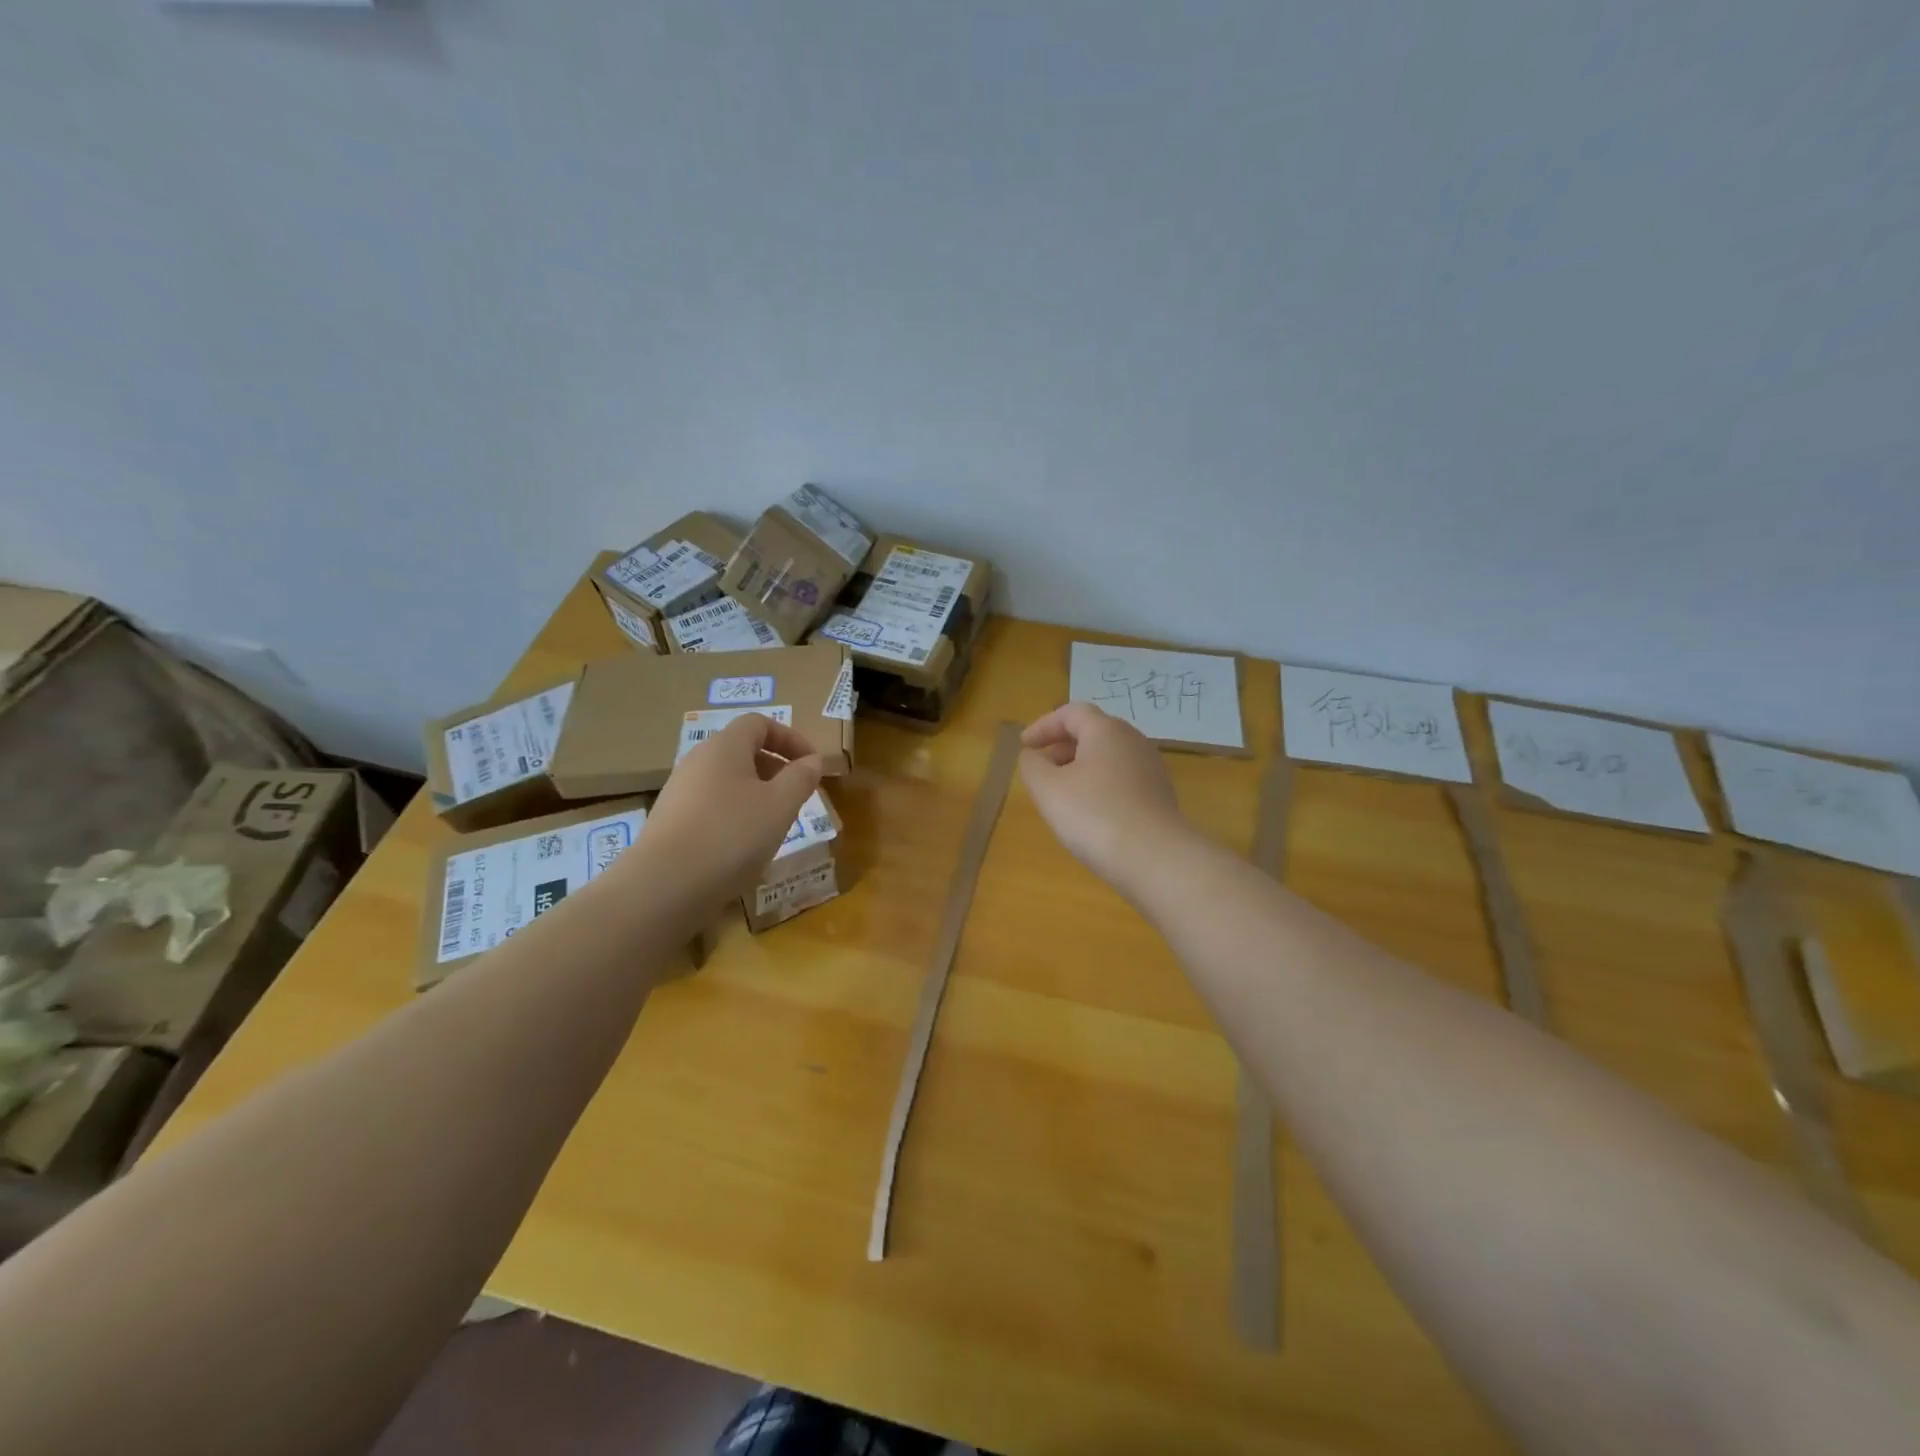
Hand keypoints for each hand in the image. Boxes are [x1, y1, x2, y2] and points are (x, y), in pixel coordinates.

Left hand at [641, 713, 823, 904]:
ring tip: (774, 826)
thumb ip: (801, 778)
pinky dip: (735, 817)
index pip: (759, 723)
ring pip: (727, 782)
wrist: (663, 887)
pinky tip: (743, 849)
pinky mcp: (670, 823)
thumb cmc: (731, 835)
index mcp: (724, 746)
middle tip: (797, 797)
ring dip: (757, 796)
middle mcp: (697, 761)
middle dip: (776, 769)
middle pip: (742, 751)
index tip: (812, 765)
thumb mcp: (780, 805)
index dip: (791, 738)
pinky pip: (711, 808)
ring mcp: (679, 793)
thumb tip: (812, 761)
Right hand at [1019, 702, 1191, 892]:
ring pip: (1108, 757)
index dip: (1043, 725)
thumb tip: (1032, 756)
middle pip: (1093, 731)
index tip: (1024, 746)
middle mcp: (1133, 741)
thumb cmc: (1094, 815)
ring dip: (1080, 767)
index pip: (1071, 712)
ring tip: (1061, 793)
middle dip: (1062, 746)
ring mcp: (1151, 769)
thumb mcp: (1048, 789)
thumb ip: (1032, 766)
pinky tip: (1090, 813)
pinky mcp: (1159, 795)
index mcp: (1106, 731)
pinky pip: (1122, 779)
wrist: (1155, 859)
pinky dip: (1099, 785)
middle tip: (1041, 768)